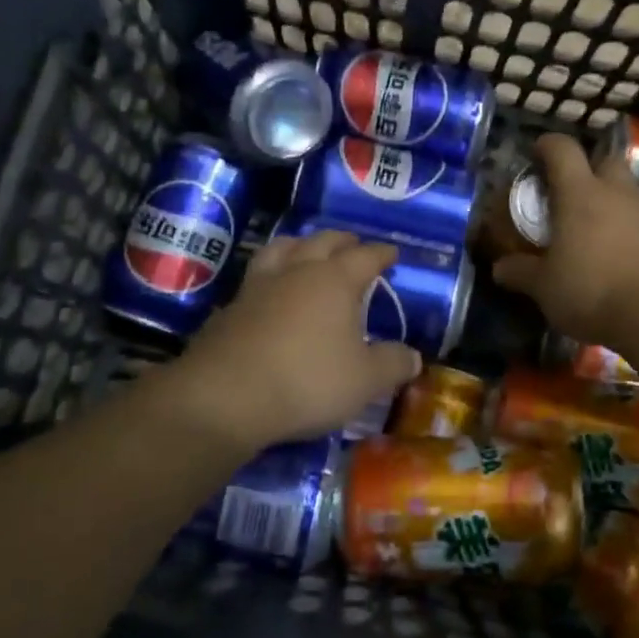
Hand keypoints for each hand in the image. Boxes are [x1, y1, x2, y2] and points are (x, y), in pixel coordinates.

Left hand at [167, 229, 421, 455]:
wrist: (226, 396)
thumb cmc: (307, 381)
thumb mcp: (365, 381)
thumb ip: (392, 364)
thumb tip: (413, 356)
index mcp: (335, 280)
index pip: (365, 256)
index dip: (381, 253)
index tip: (392, 253)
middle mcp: (297, 272)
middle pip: (322, 241)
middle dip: (342, 241)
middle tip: (353, 245)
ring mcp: (259, 286)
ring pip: (282, 249)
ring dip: (300, 245)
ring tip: (307, 251)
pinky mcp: (230, 308)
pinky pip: (256, 277)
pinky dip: (271, 276)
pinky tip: (271, 293)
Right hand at [493, 133, 638, 345]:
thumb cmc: (592, 290)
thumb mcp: (545, 287)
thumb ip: (521, 273)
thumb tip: (498, 268)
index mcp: (580, 194)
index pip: (563, 150)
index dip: (548, 146)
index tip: (537, 153)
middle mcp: (617, 193)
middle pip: (606, 161)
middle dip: (590, 169)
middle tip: (572, 193)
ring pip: (630, 192)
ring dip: (613, 203)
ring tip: (597, 231)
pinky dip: (634, 231)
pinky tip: (624, 256)